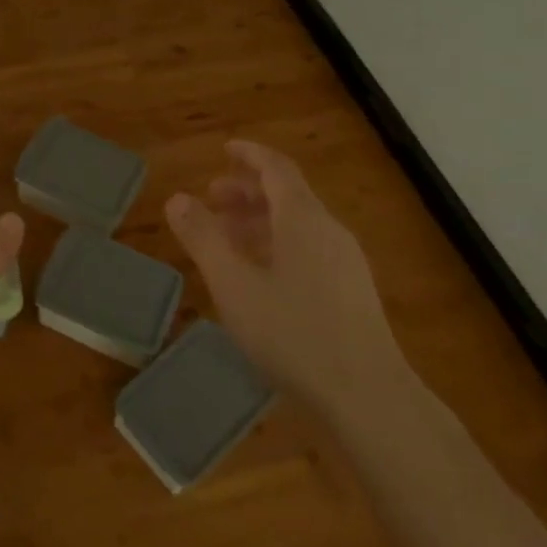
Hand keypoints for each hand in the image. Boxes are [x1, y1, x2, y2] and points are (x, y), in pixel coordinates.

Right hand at [166, 141, 404, 419]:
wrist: (368, 397)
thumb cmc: (294, 334)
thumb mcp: (234, 285)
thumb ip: (203, 239)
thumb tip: (177, 199)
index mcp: (303, 219)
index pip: (276, 168)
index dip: (250, 155)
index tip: (225, 150)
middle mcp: (329, 231)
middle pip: (288, 195)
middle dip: (248, 192)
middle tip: (212, 200)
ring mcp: (346, 262)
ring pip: (298, 225)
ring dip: (261, 221)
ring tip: (228, 239)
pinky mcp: (353, 291)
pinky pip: (310, 249)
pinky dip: (278, 245)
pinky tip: (261, 276)